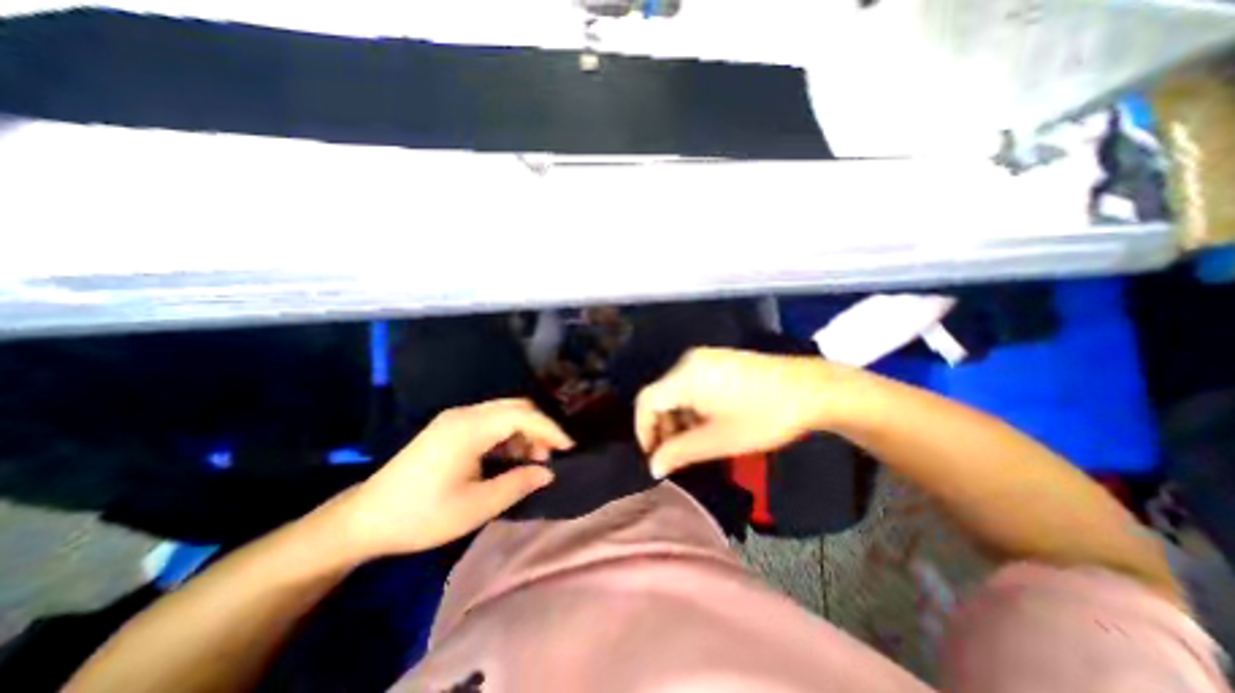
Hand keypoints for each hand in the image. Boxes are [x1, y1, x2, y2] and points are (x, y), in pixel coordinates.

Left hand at [330, 397, 577, 558]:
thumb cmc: (421, 515)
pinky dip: (508, 435)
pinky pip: (490, 422)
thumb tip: (548, 472)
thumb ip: (518, 484)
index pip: (522, 415)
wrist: (364, 519)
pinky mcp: (450, 428)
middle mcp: (464, 414)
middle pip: (515, 407)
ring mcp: (456, 419)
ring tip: (531, 461)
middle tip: (549, 457)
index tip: (568, 448)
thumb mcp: (475, 506)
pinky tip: (509, 457)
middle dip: (539, 428)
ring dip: (524, 432)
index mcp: (469, 428)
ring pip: (504, 413)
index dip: (549, 429)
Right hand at [636, 350, 828, 478]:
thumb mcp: (718, 440)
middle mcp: (688, 361)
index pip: (646, 401)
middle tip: (675, 454)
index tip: (653, 456)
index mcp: (685, 376)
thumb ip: (680, 453)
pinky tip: (708, 423)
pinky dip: (692, 406)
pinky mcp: (718, 361)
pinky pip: (691, 384)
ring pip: (676, 391)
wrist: (811, 389)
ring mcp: (704, 358)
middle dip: (663, 427)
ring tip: (695, 442)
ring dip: (678, 418)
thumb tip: (654, 467)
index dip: (643, 430)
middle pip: (661, 395)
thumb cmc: (763, 416)